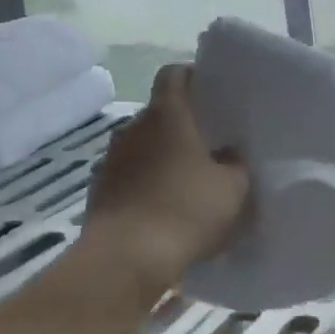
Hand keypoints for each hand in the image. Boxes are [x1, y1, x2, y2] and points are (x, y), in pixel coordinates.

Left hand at [82, 63, 247, 286]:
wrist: (126, 259)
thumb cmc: (186, 211)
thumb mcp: (233, 188)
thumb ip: (236, 164)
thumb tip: (228, 154)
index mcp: (167, 115)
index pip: (174, 74)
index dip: (193, 77)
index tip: (212, 93)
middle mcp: (132, 128)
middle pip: (159, 113)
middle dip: (183, 125)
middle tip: (211, 145)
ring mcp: (111, 160)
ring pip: (143, 147)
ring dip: (163, 157)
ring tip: (189, 181)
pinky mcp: (99, 192)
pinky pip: (129, 177)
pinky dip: (146, 185)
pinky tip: (164, 209)